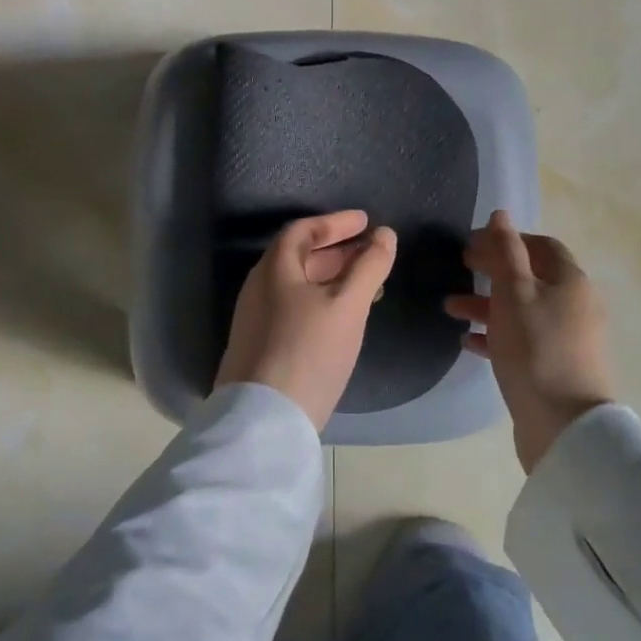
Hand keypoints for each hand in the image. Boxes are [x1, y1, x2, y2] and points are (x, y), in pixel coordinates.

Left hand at [215, 210, 397, 430]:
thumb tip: (385, 235)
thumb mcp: (347, 305)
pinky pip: (294, 308)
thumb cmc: (309, 350)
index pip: (303, 231)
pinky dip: (321, 301)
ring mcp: (256, 319)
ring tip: (367, 286)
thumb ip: (369, 267)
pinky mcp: (260, 345)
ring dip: (332, 278)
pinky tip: (343, 320)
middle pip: (299, 257)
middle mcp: (259, 288)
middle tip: (370, 252)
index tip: (366, 222)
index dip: (336, 223)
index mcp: (274, 269)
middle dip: (337, 251)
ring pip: (298, 286)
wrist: (265, 418)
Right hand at [445, 210, 613, 472]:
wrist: (564, 424)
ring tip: (449, 308)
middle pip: (529, 277)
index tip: (472, 243)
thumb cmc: (536, 348)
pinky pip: (522, 341)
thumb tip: (500, 215)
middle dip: (492, 271)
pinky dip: (495, 335)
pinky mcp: (554, 367)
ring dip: (486, 304)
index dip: (507, 239)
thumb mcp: (514, 292)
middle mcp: (573, 305)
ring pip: (521, 310)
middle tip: (460, 267)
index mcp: (570, 281)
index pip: (540, 246)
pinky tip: (468, 341)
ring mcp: (566, 338)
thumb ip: (505, 252)